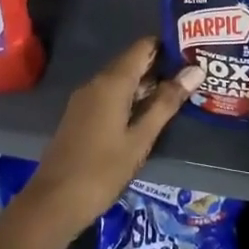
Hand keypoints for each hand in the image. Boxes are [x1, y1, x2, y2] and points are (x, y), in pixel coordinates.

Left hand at [20, 37, 200, 241]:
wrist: (53, 203)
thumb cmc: (102, 170)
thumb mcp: (141, 138)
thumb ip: (166, 103)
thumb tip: (195, 70)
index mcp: (112, 82)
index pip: (143, 47)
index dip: (168, 46)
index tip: (193, 52)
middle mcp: (96, 82)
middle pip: (133, 62)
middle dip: (161, 66)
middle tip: (193, 74)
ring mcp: (85, 99)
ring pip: (121, 80)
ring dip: (148, 84)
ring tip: (179, 92)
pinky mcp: (81, 115)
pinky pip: (111, 95)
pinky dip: (132, 97)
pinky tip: (150, 113)